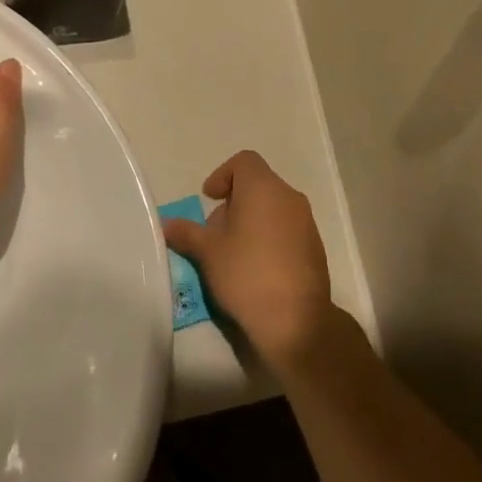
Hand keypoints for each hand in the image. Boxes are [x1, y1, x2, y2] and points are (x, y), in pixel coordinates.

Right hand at [162, 151, 334, 378]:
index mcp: (263, 189)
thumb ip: (186, 233)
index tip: (209, 199)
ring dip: (251, 221)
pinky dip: (269, 236)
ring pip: (274, 208)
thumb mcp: (207, 253)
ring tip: (232, 252)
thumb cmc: (246, 274)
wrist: (295, 320)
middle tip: (215, 232)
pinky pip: (287, 229)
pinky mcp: (315, 247)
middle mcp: (289, 198)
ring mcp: (306, 222)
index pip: (244, 161)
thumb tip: (167, 224)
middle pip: (258, 185)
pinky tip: (256, 268)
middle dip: (233, 203)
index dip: (222, 175)